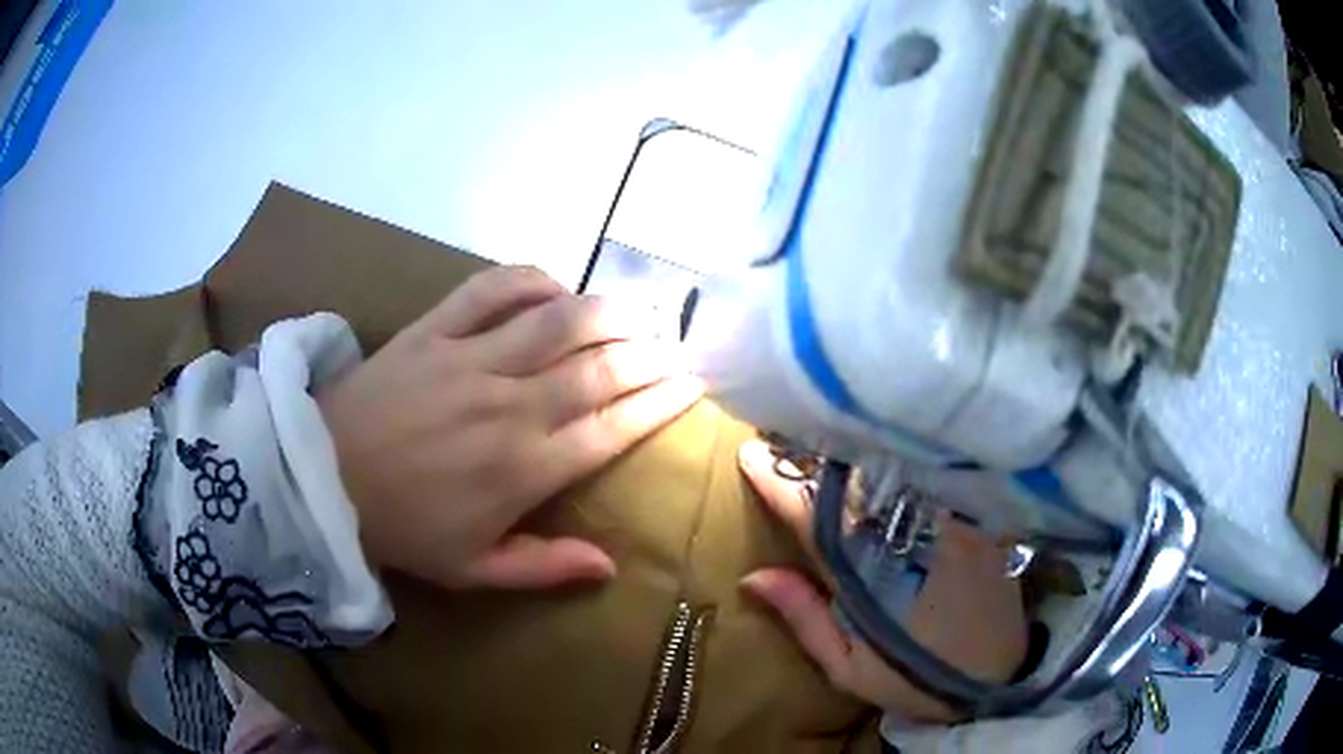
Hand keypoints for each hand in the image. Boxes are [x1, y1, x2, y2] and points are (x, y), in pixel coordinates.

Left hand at [319, 266, 702, 590]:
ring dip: (609, 309)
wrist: (321, 480)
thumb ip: (544, 568)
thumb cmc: (402, 530)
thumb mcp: (472, 571)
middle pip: (599, 367)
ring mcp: (469, 359)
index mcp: (523, 470)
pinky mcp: (433, 328)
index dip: (660, 403)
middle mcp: (509, 406)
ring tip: (641, 309)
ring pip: (557, 320)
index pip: (612, 427)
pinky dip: (531, 279)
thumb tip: (610, 566)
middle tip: (677, 344)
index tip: (692, 386)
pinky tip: (556, 286)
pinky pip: (490, 288)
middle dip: (651, 352)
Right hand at [737, 440, 1027, 722]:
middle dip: (818, 454)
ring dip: (860, 451)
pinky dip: (906, 459)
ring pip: (896, 471)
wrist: (997, 674)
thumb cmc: (915, 676)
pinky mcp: (977, 515)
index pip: (814, 518)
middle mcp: (907, 537)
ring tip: (831, 432)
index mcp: (868, 575)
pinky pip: (934, 476)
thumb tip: (753, 575)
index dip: (780, 483)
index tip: (750, 453)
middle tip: (789, 429)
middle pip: (856, 482)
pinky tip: (889, 447)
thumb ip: (804, 618)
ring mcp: (948, 521)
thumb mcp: (848, 667)